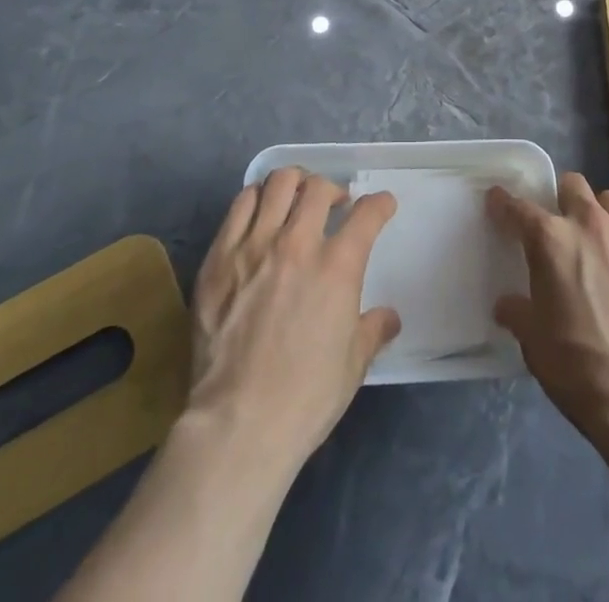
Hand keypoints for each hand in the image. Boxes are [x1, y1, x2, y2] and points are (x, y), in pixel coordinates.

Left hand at [187, 167, 400, 474]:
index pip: (368, 214)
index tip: (382, 205)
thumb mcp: (353, 364)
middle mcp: (298, 243)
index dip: (380, 204)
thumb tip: (389, 317)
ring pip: (278, 184)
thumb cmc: (305, 397)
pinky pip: (240, 206)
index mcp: (338, 266)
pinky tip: (260, 213)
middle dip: (333, 189)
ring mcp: (254, 245)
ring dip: (294, 185)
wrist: (238, 422)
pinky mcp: (219, 257)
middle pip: (319, 187)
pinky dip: (256, 199)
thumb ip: (373, 330)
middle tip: (334, 204)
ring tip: (295, 199)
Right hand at [488, 172, 608, 444]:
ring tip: (606, 248)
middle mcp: (592, 224)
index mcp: (552, 241)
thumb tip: (507, 304)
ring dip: (603, 217)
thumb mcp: (535, 343)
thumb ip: (518, 312)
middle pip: (573, 186)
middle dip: (564, 201)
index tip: (498, 200)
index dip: (504, 203)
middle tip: (564, 229)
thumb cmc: (580, 370)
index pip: (519, 207)